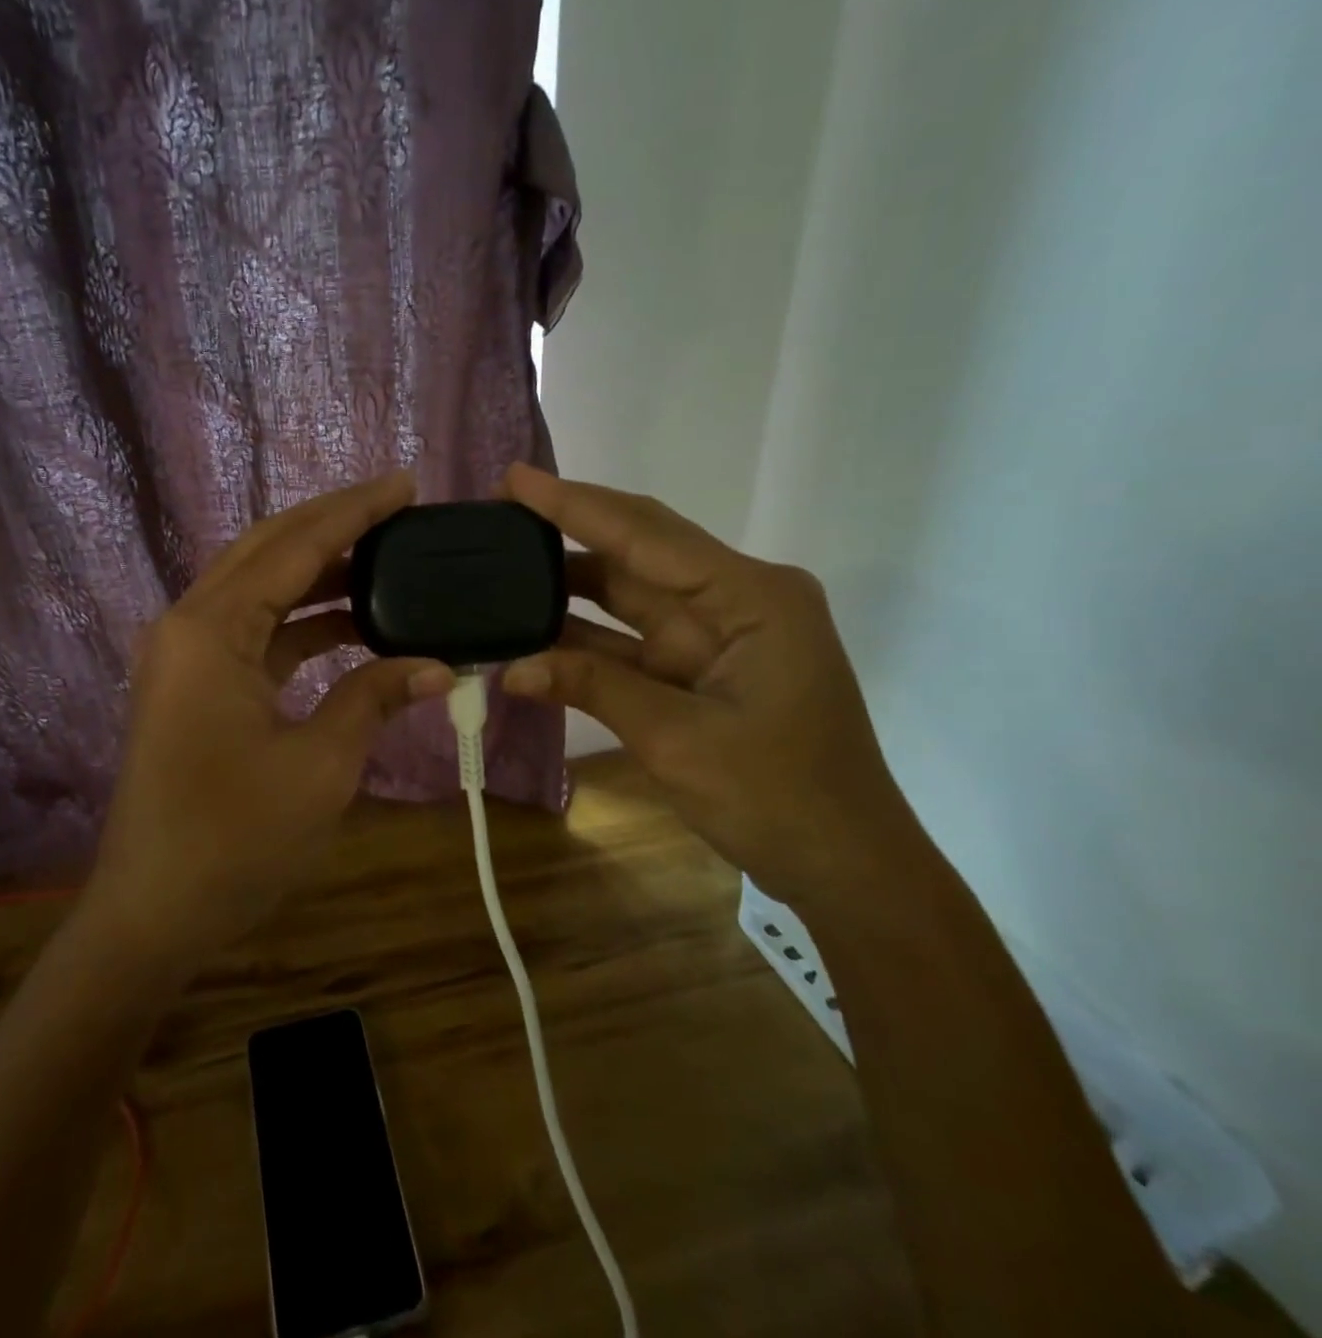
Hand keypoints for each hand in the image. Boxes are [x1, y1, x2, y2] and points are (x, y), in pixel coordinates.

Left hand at [84, 472, 454, 971]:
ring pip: (260, 589)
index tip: (406, 485)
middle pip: (269, 551)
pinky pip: (255, 632)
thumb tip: (436, 666)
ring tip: (389, 563)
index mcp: (211, 629)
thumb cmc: (235, 840)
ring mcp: (186, 655)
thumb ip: (374, 699)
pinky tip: (353, 626)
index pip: (294, 546)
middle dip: (334, 526)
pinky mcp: (194, 685)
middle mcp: (189, 624)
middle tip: (399, 510)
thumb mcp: (321, 766)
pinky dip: (303, 624)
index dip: (355, 512)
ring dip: (321, 575)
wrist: (153, 913)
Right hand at [498, 464, 925, 911]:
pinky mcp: (700, 668)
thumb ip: (594, 686)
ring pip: (629, 594)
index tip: (515, 478)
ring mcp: (716, 635)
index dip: (574, 505)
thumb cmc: (778, 797)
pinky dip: (584, 638)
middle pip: (638, 551)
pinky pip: (631, 640)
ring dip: (569, 585)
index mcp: (750, 597)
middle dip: (569, 529)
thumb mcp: (678, 738)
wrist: (843, 865)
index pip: (646, 535)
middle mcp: (735, 600)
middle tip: (499, 511)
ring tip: (502, 563)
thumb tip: (512, 667)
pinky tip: (532, 630)